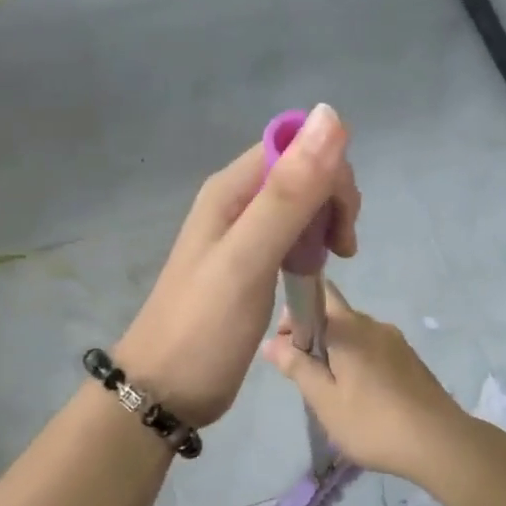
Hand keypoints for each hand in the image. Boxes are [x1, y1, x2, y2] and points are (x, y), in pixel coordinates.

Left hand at [115, 105, 359, 427]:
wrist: (164, 390)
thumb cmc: (205, 327)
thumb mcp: (249, 258)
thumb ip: (289, 193)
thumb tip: (330, 114)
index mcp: (232, 188)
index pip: (296, 147)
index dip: (329, 172)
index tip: (341, 222)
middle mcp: (236, 201)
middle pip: (302, 172)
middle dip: (333, 201)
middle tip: (340, 250)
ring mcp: (242, 232)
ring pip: (301, 203)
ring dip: (326, 223)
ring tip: (332, 262)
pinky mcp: (249, 261)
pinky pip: (292, 233)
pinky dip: (312, 245)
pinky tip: (313, 271)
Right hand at [260, 282, 468, 478]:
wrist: (439, 442)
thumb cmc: (373, 422)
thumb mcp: (325, 400)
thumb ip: (297, 366)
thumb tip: (272, 342)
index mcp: (349, 327)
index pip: (318, 294)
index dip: (295, 313)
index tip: (286, 346)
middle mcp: (374, 325)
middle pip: (336, 315)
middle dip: (314, 337)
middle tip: (307, 377)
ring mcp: (396, 342)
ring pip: (356, 335)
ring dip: (337, 353)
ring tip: (333, 393)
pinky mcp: (410, 360)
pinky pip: (374, 350)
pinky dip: (359, 363)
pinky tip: (362, 398)